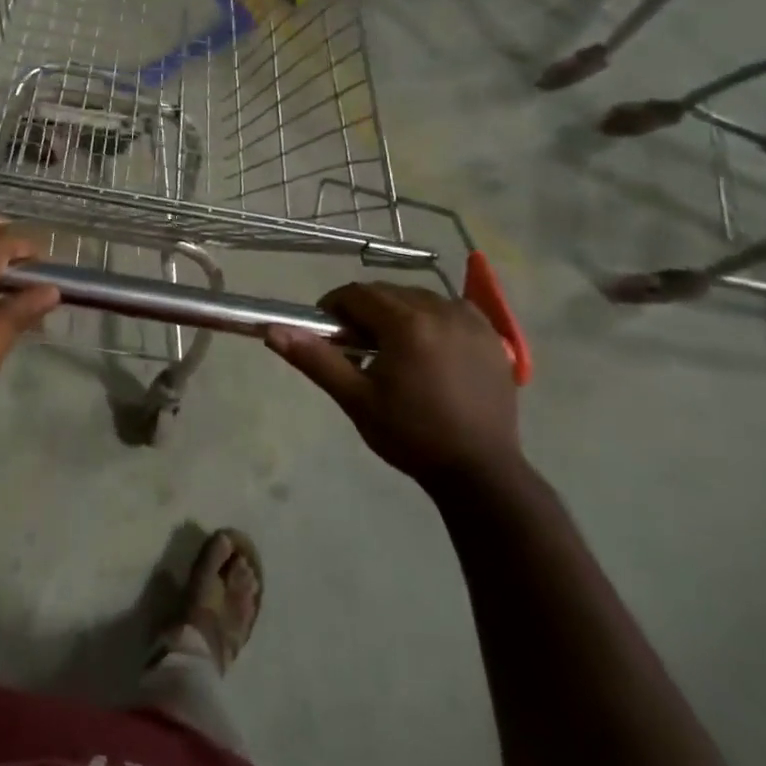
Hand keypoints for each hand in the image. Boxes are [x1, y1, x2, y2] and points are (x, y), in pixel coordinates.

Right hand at [266, 283, 521, 490]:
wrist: (480, 471)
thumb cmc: (411, 435)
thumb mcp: (356, 399)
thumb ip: (315, 359)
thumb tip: (273, 331)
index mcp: (406, 323)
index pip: (357, 294)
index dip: (335, 308)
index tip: (330, 334)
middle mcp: (441, 310)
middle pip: (388, 293)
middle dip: (366, 312)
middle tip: (359, 349)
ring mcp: (472, 321)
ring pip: (419, 298)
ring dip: (399, 314)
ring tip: (394, 352)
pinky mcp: (493, 335)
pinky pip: (450, 310)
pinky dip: (433, 319)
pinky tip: (430, 350)